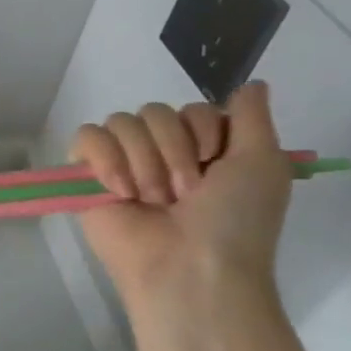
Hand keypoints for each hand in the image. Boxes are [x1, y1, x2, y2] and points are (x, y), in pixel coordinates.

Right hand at [68, 81, 291, 325]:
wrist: (190, 268)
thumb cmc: (235, 223)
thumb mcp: (263, 164)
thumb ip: (254, 118)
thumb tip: (253, 82)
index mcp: (202, 150)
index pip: (189, 107)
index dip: (202, 130)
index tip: (214, 163)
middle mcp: (161, 152)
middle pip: (153, 111)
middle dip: (172, 150)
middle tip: (184, 192)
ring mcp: (122, 163)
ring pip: (121, 122)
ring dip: (143, 161)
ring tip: (152, 199)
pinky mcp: (87, 176)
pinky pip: (87, 137)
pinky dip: (105, 159)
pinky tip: (120, 190)